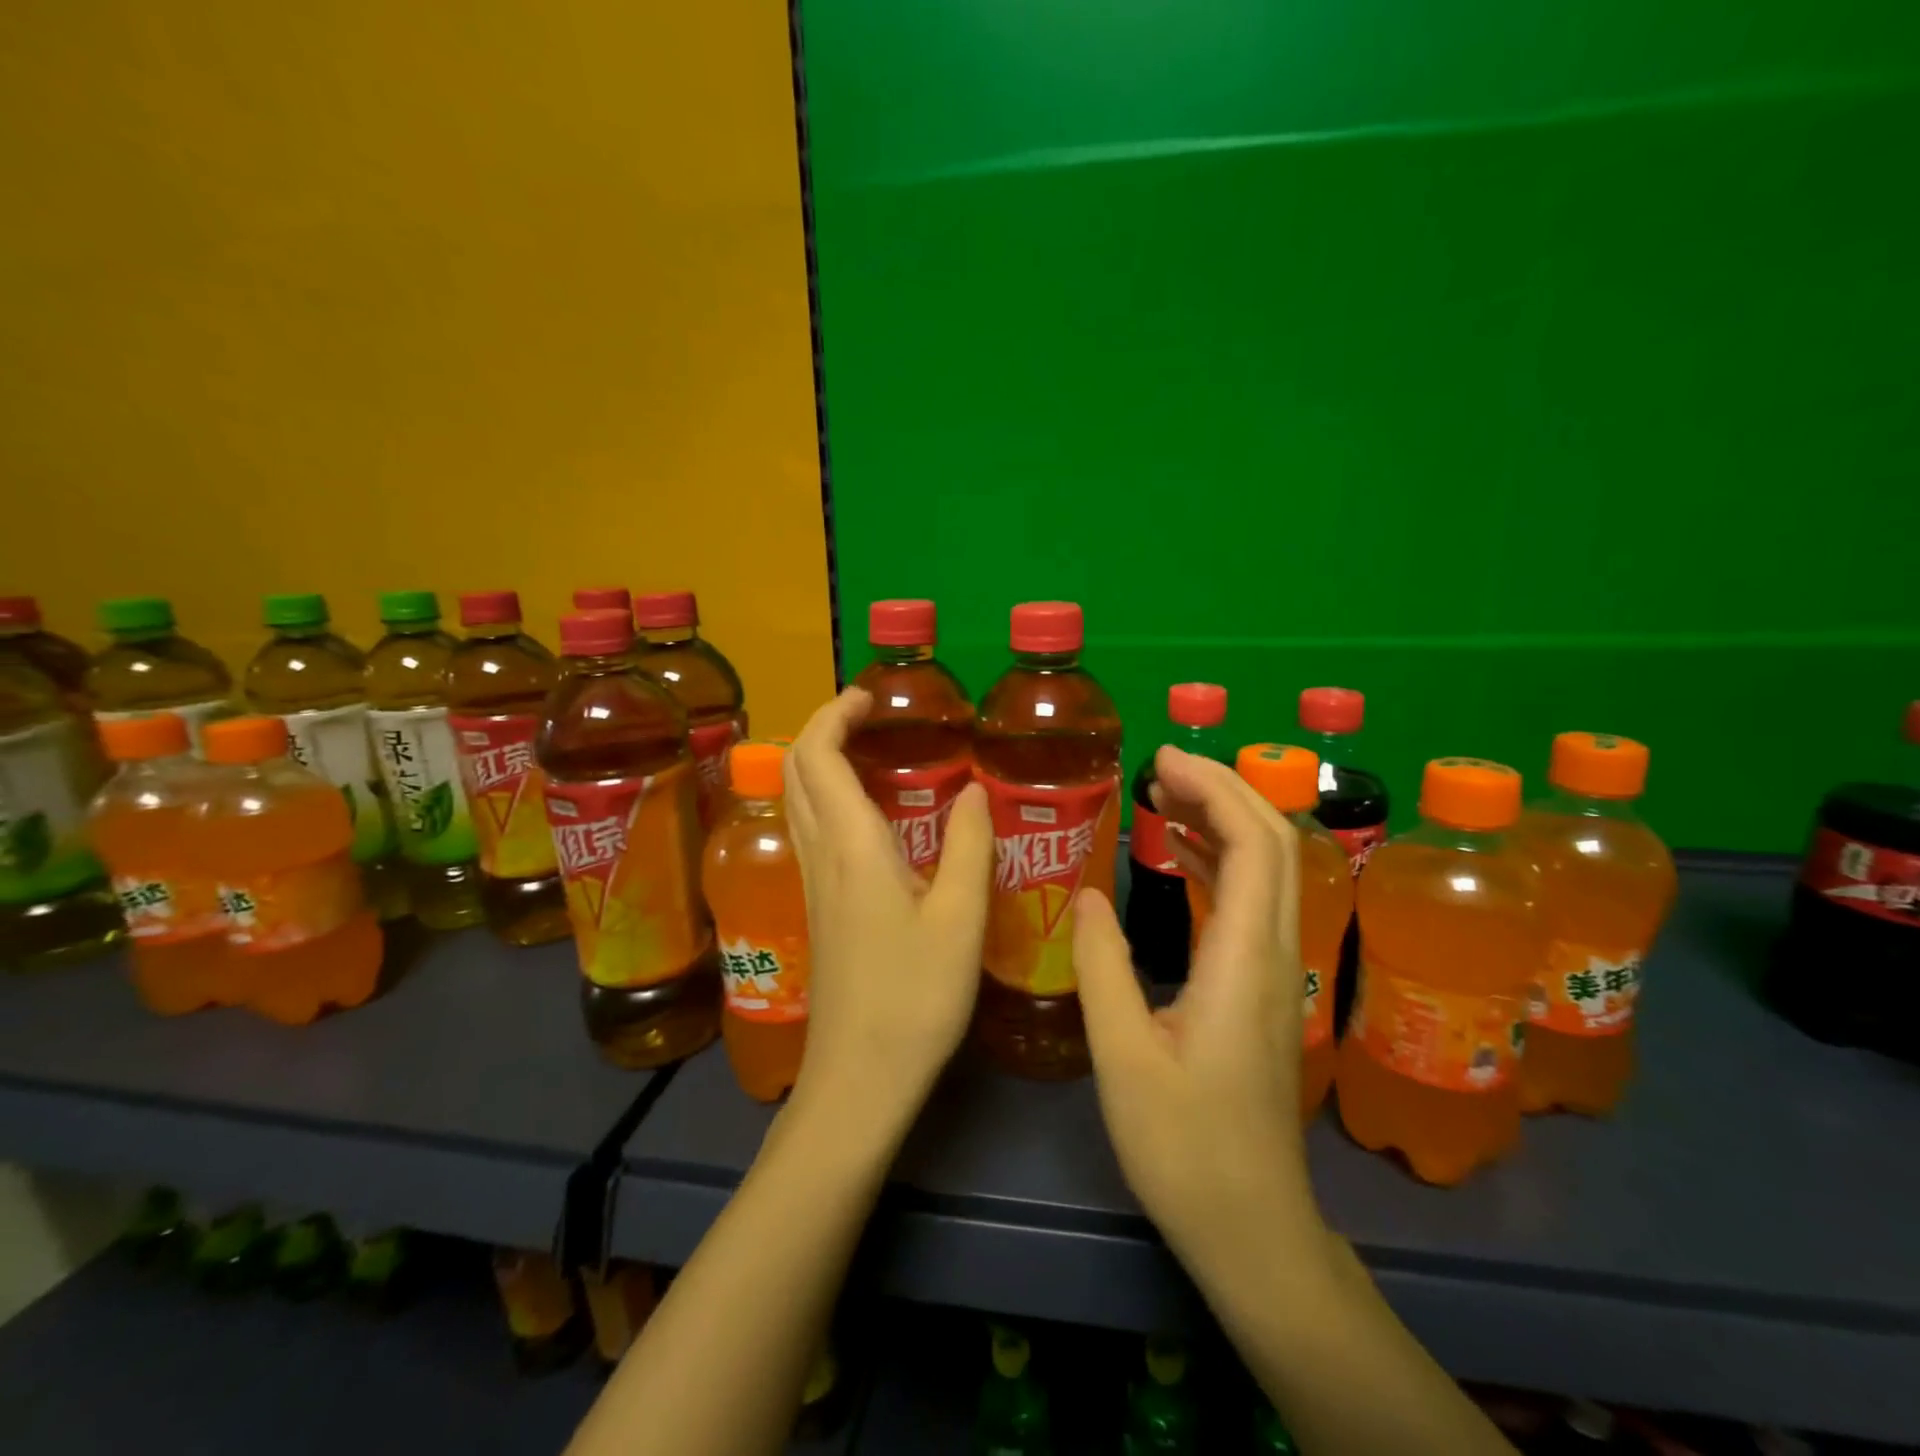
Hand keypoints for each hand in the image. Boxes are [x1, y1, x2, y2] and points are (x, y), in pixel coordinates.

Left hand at [783, 687, 993, 1138]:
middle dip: (823, 727)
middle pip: (796, 770)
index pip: (819, 755)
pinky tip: (870, 814)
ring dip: (821, 760)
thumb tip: (975, 789)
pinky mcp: (817, 907)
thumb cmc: (914, 999)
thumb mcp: (960, 920)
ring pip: (798, 800)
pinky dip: (828, 796)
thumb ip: (970, 846)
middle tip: (872, 715)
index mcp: (852, 846)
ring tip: (872, 750)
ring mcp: (811, 883)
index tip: (871, 695)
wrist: (858, 1079)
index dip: (836, 713)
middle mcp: (820, 854)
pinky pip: (810, 829)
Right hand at [1073, 746, 1324, 1259]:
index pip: (1253, 845)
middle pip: (1273, 843)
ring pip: (1268, 869)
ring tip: (1165, 795)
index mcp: (1244, 959)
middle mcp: (1275, 952)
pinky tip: (1182, 855)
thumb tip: (1085, 894)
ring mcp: (1277, 971)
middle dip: (1222, 790)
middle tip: (1159, 767)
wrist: (1252, 1226)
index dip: (1215, 789)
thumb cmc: (1184, 1146)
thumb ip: (1102, 965)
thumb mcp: (1122, 1055)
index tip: (1163, 760)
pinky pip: (1252, 901)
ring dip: (1224, 821)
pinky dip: (1220, 861)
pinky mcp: (1265, 988)